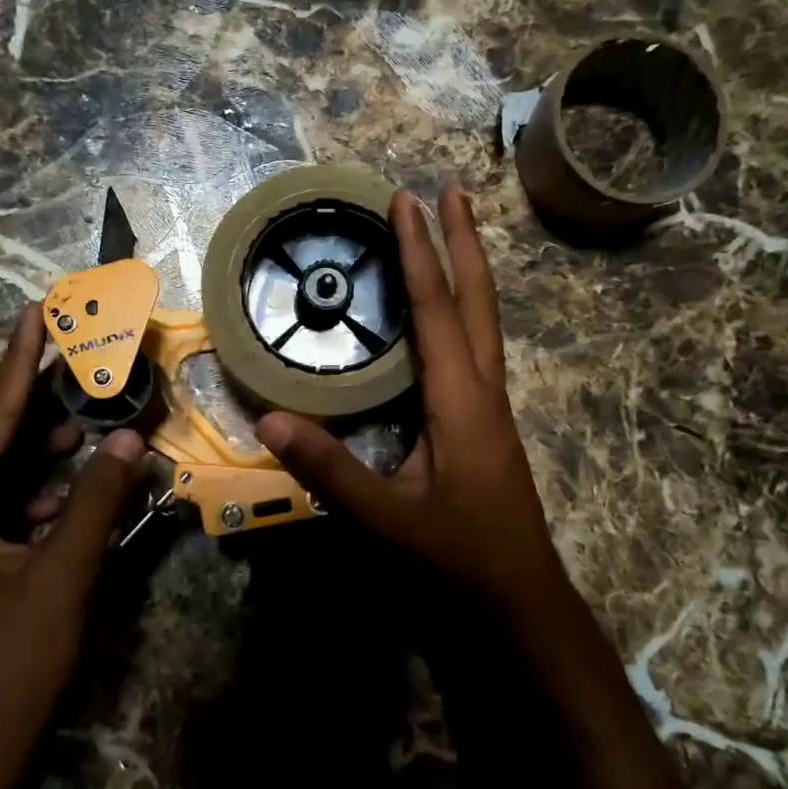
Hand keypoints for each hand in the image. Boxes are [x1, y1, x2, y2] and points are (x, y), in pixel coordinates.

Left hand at [0, 307, 142, 788]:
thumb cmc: (8, 669)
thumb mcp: (61, 579)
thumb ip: (96, 502)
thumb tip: (131, 437)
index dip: (21, 362)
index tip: (39, 310)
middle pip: (0, 439)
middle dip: (48, 402)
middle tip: (92, 359)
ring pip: (11, 473)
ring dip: (56, 448)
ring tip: (101, 412)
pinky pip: (16, 506)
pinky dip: (52, 490)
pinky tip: (89, 480)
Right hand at [256, 186, 568, 606]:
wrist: (519, 598)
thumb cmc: (456, 558)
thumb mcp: (386, 518)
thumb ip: (329, 469)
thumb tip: (269, 418)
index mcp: (461, 401)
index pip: (438, 311)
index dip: (420, 253)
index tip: (407, 201)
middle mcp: (484, 390)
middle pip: (479, 299)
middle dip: (464, 240)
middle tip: (450, 190)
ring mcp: (492, 405)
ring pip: (485, 321)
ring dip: (469, 270)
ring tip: (453, 232)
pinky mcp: (487, 421)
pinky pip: (478, 346)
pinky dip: (464, 310)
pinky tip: (448, 314)